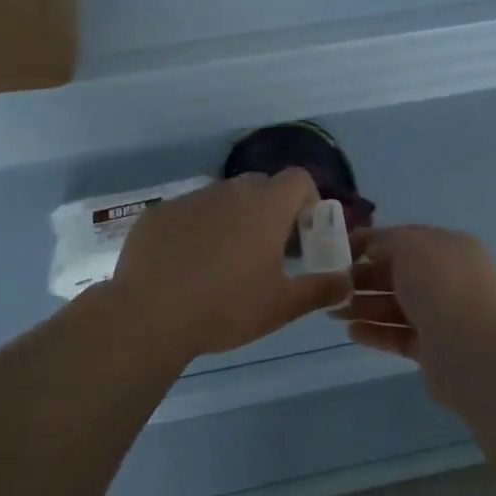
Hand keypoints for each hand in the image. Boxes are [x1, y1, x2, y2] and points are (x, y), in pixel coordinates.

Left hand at [112, 169, 351, 358]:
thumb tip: (346, 282)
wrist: (149, 316)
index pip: (299, 178)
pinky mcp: (158, 214)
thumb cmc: (226, 308)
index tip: (304, 234)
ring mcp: (190, 199)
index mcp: (265, 206)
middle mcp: (229, 191)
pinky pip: (188, 214)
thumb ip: (320, 289)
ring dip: (233, 220)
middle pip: (260, 187)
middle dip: (271, 211)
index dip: (308, 201)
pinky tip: (186, 267)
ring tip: (224, 263)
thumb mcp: (282, 306)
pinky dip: (197, 230)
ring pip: (222, 200)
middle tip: (269, 251)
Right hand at [331, 225, 495, 393]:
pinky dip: (376, 332)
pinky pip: (400, 336)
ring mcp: (444, 316)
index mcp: (451, 248)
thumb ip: (385, 240)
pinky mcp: (435, 348)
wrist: (469, 349)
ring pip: (397, 307)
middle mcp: (451, 279)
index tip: (341, 250)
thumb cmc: (440, 286)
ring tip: (334, 312)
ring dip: (365, 307)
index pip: (406, 239)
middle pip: (399, 275)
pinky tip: (351, 332)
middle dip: (364, 279)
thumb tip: (371, 247)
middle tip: (334, 286)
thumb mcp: (409, 245)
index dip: (373, 242)